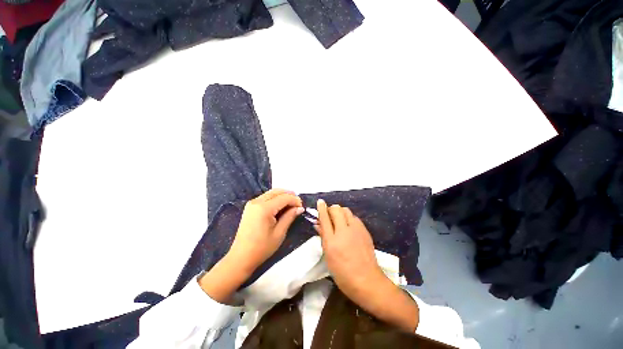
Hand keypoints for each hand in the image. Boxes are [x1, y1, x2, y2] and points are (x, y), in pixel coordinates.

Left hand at [228, 189, 303, 274]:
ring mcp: (252, 203)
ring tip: (291, 204)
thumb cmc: (262, 248)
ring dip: (282, 196)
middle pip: (277, 191)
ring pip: (271, 193)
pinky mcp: (250, 207)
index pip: (284, 198)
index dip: (295, 200)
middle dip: (289, 195)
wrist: (241, 257)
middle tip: (298, 203)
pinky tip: (281, 206)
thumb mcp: (279, 233)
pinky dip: (275, 199)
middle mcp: (257, 201)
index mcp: (264, 208)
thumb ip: (289, 216)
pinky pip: (266, 197)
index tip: (302, 207)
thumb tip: (300, 208)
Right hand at [315, 199, 418, 331]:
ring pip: (346, 210)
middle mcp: (344, 231)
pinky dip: (349, 218)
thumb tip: (318, 224)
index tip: (320, 201)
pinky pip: (354, 217)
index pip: (325, 218)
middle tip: (329, 215)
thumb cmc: (342, 272)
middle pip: (336, 209)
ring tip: (338, 220)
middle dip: (331, 209)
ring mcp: (356, 229)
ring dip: (340, 212)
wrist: (367, 280)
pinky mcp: (364, 230)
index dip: (321, 208)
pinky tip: (348, 226)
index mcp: (332, 240)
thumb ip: (323, 236)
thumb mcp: (328, 255)